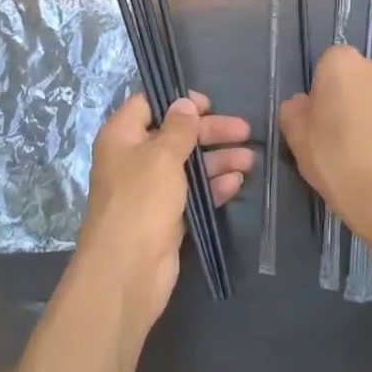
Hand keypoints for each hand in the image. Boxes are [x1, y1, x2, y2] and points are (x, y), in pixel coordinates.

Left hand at [74, 92, 252, 333]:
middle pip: (175, 135)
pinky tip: (236, 183)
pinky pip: (192, 193)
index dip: (178, 101)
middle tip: (244, 131)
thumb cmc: (141, 201)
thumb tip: (184, 103)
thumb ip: (179, 128)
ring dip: (218, 160)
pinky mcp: (166, 216)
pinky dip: (213, 186)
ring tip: (249, 160)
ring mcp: (150, 190)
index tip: (209, 104)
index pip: (148, 105)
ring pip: (188, 165)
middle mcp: (134, 159)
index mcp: (122, 137)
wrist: (127, 270)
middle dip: (209, 132)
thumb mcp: (162, 155)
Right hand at [279, 45, 371, 263]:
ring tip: (360, 150)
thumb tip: (306, 105)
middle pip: (354, 77)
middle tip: (335, 133)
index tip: (316, 119)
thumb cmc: (336, 160)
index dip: (318, 92)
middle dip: (346, 97)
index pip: (324, 65)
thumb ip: (294, 109)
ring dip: (368, 112)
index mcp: (345, 63)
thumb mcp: (295, 136)